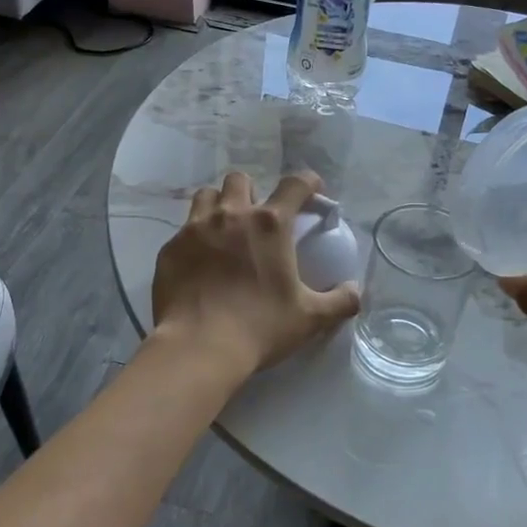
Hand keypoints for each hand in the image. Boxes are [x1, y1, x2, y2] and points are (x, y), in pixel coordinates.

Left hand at [152, 171, 360, 377]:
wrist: (199, 347)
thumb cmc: (260, 327)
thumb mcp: (310, 318)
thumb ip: (340, 301)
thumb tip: (356, 291)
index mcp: (270, 224)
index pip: (295, 184)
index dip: (308, 182)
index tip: (313, 191)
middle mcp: (232, 215)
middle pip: (240, 179)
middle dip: (251, 191)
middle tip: (256, 217)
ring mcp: (195, 229)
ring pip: (205, 196)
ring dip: (218, 205)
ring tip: (223, 231)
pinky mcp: (170, 249)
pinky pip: (182, 231)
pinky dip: (194, 239)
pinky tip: (198, 263)